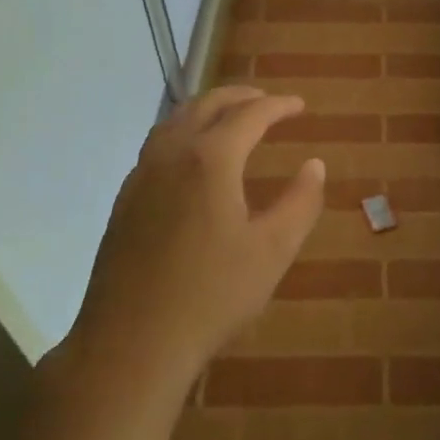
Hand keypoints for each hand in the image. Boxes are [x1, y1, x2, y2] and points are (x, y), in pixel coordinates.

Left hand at [65, 86, 325, 389]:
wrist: (131, 343)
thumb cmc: (212, 295)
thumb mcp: (273, 251)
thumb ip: (300, 202)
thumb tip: (315, 165)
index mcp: (210, 159)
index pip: (249, 114)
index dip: (278, 105)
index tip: (299, 105)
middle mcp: (171, 154)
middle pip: (206, 105)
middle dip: (239, 96)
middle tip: (266, 100)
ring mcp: (141, 176)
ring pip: (174, 121)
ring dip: (206, 109)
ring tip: (230, 118)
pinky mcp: (125, 200)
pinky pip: (157, 145)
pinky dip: (182, 133)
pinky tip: (191, 159)